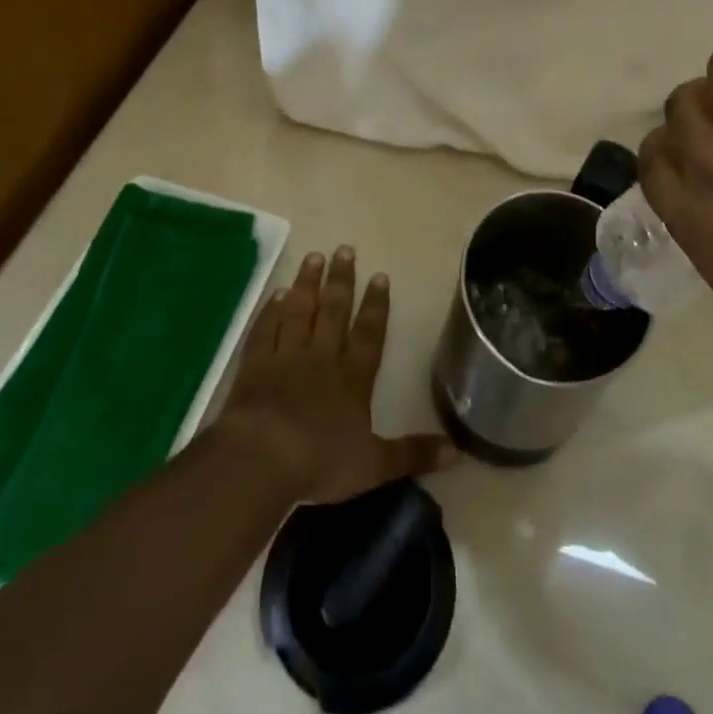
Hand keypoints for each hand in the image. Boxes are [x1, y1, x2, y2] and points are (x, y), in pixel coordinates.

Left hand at [218, 246, 455, 504]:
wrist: (261, 459)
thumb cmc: (320, 461)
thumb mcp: (374, 465)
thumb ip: (413, 453)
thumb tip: (458, 452)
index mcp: (352, 378)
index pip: (369, 333)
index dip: (376, 305)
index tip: (380, 275)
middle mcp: (322, 358)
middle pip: (334, 311)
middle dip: (341, 280)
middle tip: (345, 248)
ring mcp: (285, 357)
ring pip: (300, 311)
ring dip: (308, 283)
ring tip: (314, 256)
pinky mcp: (255, 365)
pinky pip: (265, 330)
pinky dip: (271, 311)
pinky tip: (277, 294)